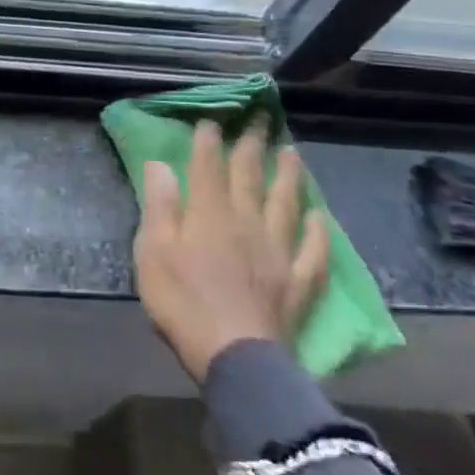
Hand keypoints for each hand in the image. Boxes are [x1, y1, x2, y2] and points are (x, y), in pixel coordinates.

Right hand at [133, 121, 329, 384]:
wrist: (235, 357)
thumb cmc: (183, 303)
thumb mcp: (153, 252)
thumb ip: (159, 206)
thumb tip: (160, 164)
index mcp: (209, 213)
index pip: (208, 166)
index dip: (209, 140)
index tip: (213, 119)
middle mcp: (246, 221)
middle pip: (250, 176)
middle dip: (252, 144)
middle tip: (261, 118)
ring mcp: (277, 250)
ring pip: (285, 204)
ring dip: (289, 176)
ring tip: (292, 152)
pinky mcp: (297, 281)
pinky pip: (313, 251)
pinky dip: (319, 232)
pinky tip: (322, 217)